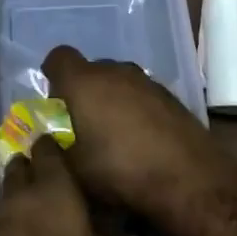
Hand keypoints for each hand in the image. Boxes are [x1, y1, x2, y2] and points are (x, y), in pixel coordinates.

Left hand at [0, 137, 130, 235]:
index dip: (57, 148)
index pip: (48, 148)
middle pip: (22, 168)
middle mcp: (19, 193)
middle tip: (59, 191)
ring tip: (46, 228)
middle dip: (34, 172)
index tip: (71, 156)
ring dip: (23, 207)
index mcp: (52, 186)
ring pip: (9, 199)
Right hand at [42, 47, 220, 213]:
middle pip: (90, 70)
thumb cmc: (120, 171)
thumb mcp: (74, 170)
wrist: (188, 178)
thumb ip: (56, 148)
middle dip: (83, 91)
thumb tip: (49, 139)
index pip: (59, 57)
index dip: (53, 74)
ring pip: (118, 81)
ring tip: (113, 134)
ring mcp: (145, 81)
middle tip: (81, 123)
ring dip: (111, 100)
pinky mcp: (169, 95)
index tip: (54, 99)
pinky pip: (141, 94)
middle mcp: (114, 71)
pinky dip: (135, 109)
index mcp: (84, 82)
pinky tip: (141, 139)